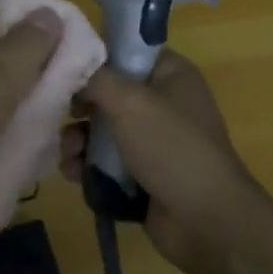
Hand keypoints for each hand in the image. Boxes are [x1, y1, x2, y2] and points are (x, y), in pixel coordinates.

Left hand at [0, 6, 61, 219]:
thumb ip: (29, 44)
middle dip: (36, 71)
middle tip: (65, 99)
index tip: (76, 56)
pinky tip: (5, 145)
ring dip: (16, 101)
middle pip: (5, 50)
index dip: (48, 29)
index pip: (17, 13)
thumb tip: (51, 12)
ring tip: (42, 125)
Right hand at [60, 50, 265, 273]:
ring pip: (101, 130)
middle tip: (64, 115)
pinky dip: (86, 166)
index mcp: (170, 75)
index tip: (65, 68)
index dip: (96, 58)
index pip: (127, 51)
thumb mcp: (131, 102)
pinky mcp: (141, 175)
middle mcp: (162, 103)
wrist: (207, 222)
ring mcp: (152, 142)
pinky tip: (73, 174)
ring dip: (78, 140)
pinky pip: (104, 162)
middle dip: (80, 107)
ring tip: (69, 154)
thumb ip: (96, 78)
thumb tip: (70, 67)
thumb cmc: (172, 147)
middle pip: (108, 93)